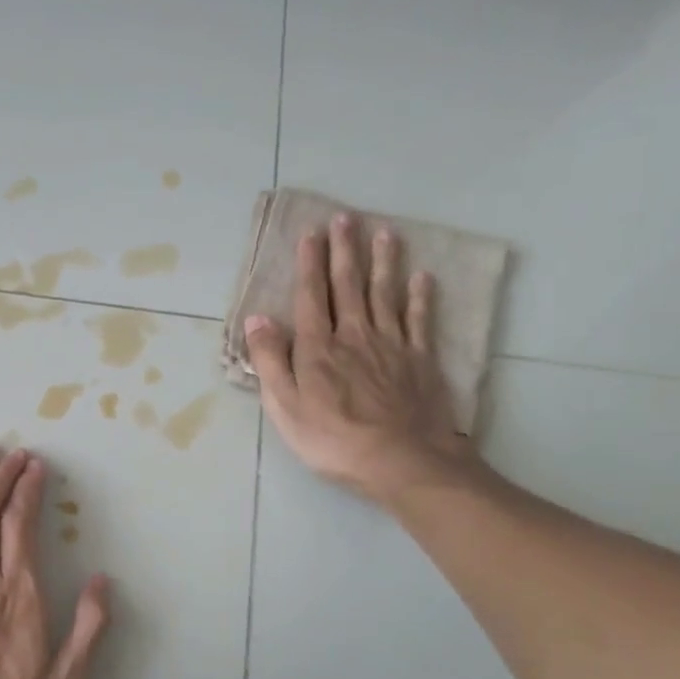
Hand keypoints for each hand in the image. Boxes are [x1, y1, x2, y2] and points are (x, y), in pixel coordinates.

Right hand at [245, 216, 473, 505]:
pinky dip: (421, 296)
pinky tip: (422, 277)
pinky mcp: (420, 360)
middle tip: (345, 218)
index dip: (309, 264)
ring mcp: (391, 345)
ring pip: (385, 294)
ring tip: (384, 232)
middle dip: (345, 250)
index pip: (311, 297)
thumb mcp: (284, 406)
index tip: (310, 234)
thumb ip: (270, 361)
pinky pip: (420, 320)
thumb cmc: (332, 438)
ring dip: (383, 262)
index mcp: (318, 347)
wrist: (400, 460)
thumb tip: (257, 320)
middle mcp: (354, 335)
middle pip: (348, 285)